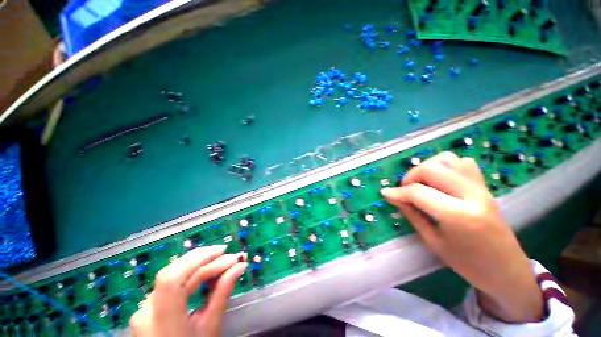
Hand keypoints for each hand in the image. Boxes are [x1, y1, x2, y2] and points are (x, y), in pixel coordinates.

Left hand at [130, 245, 247, 336]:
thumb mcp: (210, 327)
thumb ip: (222, 293)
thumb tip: (240, 266)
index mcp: (161, 320)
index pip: (173, 278)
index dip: (199, 259)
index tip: (225, 251)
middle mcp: (147, 309)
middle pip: (174, 273)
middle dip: (204, 258)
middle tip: (229, 255)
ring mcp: (145, 307)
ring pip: (173, 275)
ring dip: (200, 265)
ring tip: (222, 261)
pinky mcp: (150, 305)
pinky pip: (172, 283)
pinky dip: (191, 274)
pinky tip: (206, 272)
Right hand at [380, 152, 543, 322]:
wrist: (506, 269)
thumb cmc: (468, 263)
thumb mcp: (433, 241)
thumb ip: (412, 214)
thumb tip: (393, 197)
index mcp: (459, 216)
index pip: (418, 192)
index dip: (397, 192)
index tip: (386, 194)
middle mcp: (472, 195)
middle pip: (432, 168)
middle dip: (411, 176)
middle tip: (404, 189)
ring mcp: (481, 187)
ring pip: (447, 159)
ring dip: (428, 167)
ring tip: (422, 183)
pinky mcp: (485, 185)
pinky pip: (462, 163)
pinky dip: (445, 166)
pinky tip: (440, 180)